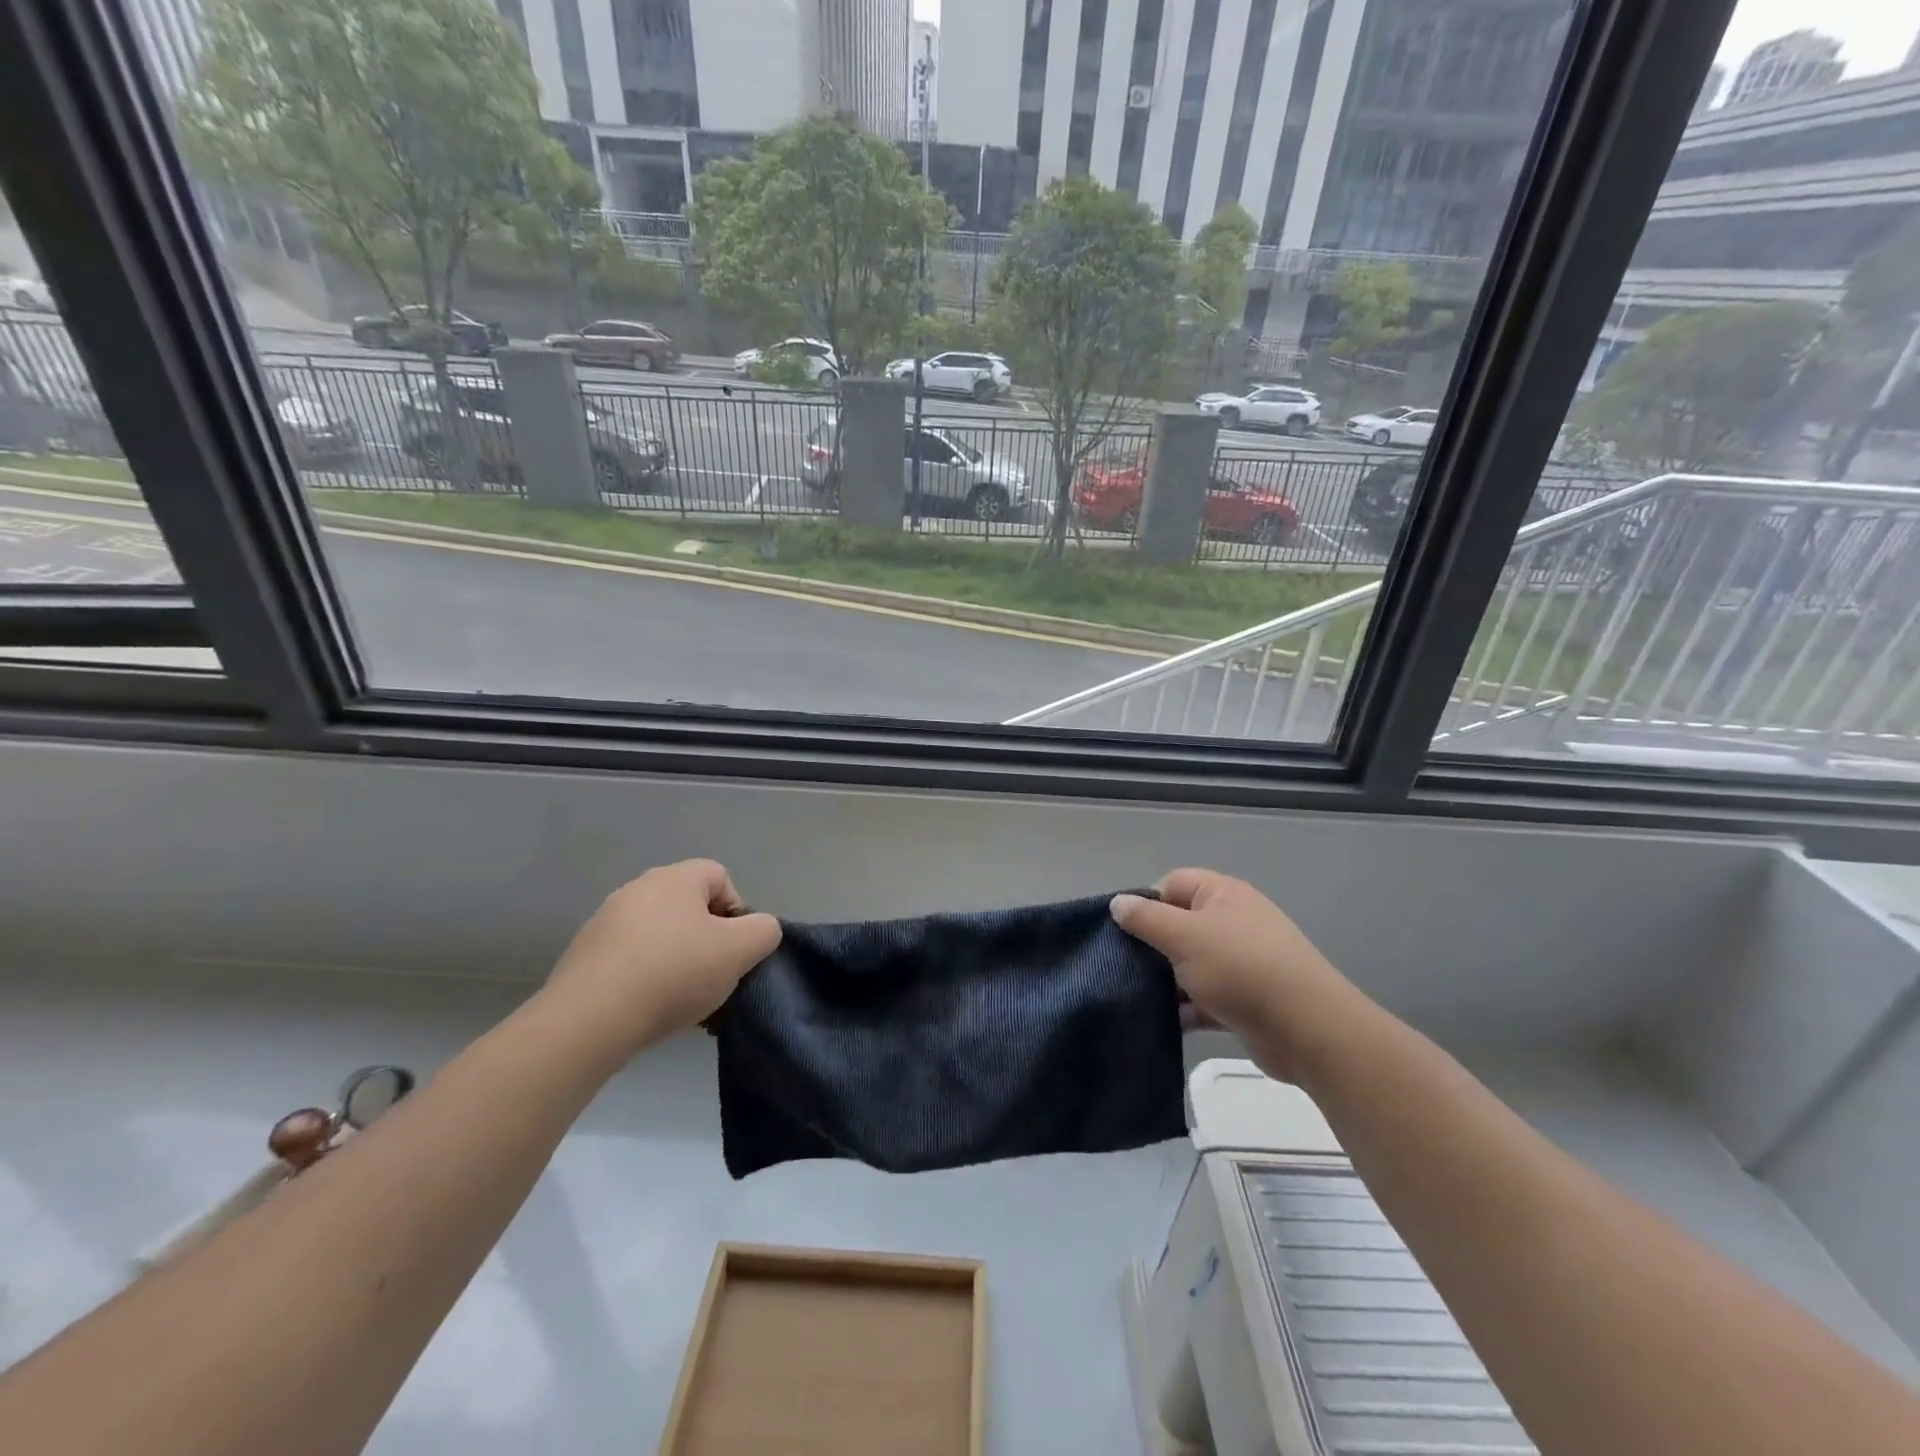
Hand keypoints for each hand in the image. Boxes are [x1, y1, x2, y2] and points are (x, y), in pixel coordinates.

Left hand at [543, 860, 780, 1055]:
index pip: (720, 877)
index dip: (737, 912)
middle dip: (708, 941)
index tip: (735, 950)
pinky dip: (646, 979)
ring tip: (683, 1002)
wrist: (588, 1022)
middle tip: (713, 977)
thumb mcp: (740, 951)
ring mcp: (605, 923)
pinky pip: (631, 961)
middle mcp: (637, 890)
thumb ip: (764, 931)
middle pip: (689, 908)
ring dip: (678, 962)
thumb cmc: (673, 974)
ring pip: (661, 937)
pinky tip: (650, 1010)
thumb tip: (759, 929)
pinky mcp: (584, 957)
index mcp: (674, 878)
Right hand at [1112, 869, 1364, 1081]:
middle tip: (1124, 965)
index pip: (1172, 884)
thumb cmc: (1241, 968)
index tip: (1124, 931)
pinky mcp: (1244, 1000)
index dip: (1146, 903)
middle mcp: (1233, 922)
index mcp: (1222, 895)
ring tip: (1134, 996)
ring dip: (1166, 980)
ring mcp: (1241, 962)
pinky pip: (1204, 998)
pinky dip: (1185, 1008)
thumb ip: (1146, 918)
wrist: (1307, 1028)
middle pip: (1179, 925)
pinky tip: (1161, 1022)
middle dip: (1152, 945)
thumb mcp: (1184, 936)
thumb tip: (1117, 903)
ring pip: (1190, 964)